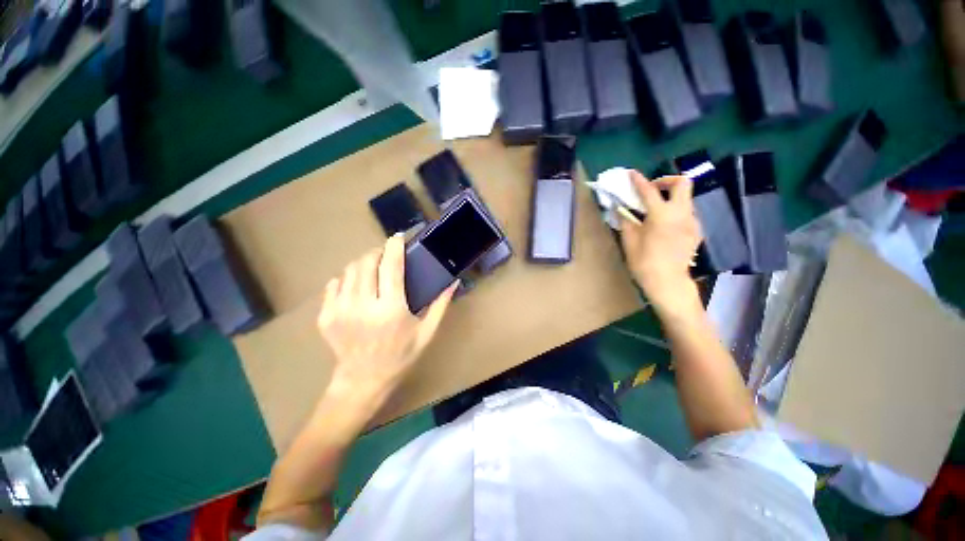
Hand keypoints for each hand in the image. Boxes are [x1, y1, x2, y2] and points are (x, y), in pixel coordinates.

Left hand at [318, 234, 456, 406]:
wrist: (363, 382)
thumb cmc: (401, 356)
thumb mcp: (427, 332)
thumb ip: (440, 305)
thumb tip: (453, 282)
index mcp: (391, 309)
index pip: (391, 266)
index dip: (395, 246)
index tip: (398, 237)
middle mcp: (364, 306)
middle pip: (366, 263)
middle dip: (377, 252)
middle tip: (387, 255)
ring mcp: (340, 311)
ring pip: (349, 271)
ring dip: (363, 263)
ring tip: (373, 269)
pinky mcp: (326, 316)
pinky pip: (334, 285)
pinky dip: (346, 279)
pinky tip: (356, 287)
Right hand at [620, 171, 702, 313]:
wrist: (668, 282)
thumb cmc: (645, 263)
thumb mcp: (630, 241)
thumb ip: (626, 221)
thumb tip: (620, 208)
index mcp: (662, 215)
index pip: (649, 190)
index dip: (638, 180)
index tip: (631, 173)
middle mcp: (682, 213)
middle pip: (683, 183)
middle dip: (666, 180)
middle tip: (652, 189)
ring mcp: (693, 222)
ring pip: (686, 198)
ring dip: (671, 198)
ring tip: (656, 211)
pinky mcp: (697, 231)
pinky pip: (687, 213)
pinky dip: (676, 212)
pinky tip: (666, 226)